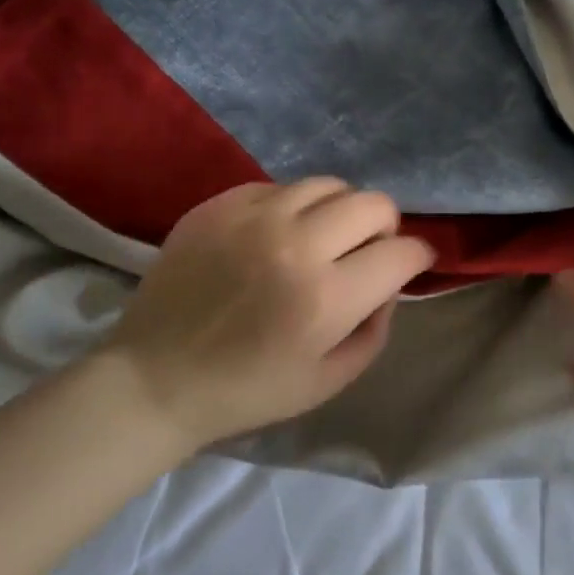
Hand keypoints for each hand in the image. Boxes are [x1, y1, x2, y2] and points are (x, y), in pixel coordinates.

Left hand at [95, 179, 435, 452]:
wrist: (155, 378)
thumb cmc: (247, 390)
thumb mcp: (329, 380)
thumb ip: (375, 329)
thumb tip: (387, 285)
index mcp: (326, 297)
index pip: (401, 253)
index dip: (417, 257)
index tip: (411, 264)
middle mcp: (295, 244)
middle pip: (373, 203)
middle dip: (385, 226)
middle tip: (369, 249)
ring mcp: (253, 217)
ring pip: (328, 184)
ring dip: (340, 210)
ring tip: (323, 236)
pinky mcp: (219, 205)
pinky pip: (279, 186)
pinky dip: (292, 207)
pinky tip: (276, 235)